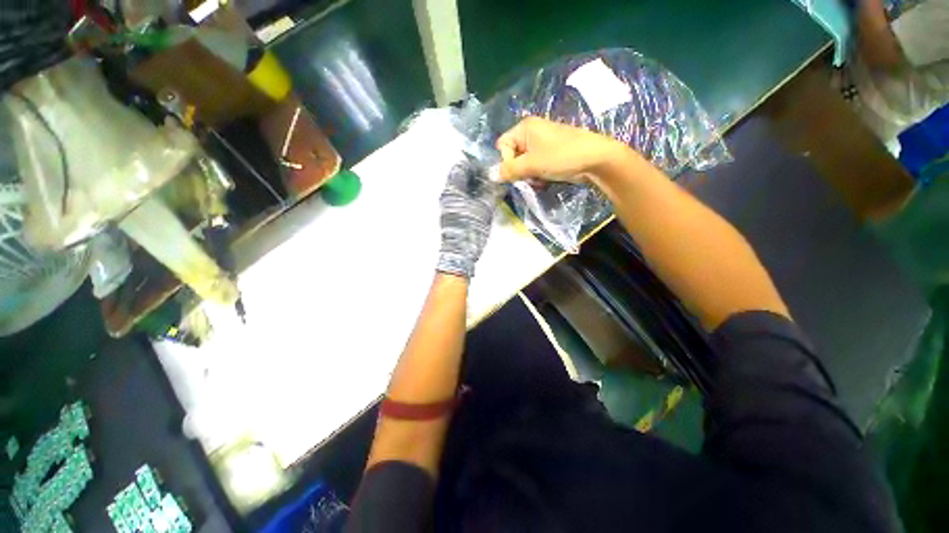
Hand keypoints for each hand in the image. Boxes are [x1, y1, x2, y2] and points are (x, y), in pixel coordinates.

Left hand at [436, 157, 502, 278]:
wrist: (460, 252)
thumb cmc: (471, 228)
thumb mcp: (484, 207)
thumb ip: (492, 191)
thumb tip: (499, 179)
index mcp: (452, 190)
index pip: (461, 167)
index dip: (475, 164)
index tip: (490, 166)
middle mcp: (448, 194)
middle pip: (462, 177)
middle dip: (478, 175)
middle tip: (494, 176)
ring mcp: (450, 205)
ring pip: (464, 188)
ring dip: (477, 185)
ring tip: (493, 186)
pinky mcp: (455, 213)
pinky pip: (464, 198)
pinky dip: (474, 195)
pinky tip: (486, 197)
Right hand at [495, 117, 628, 182]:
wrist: (595, 160)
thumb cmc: (561, 156)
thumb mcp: (531, 164)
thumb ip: (509, 170)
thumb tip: (490, 176)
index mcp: (525, 127)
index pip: (503, 146)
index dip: (507, 161)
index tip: (517, 171)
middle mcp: (531, 133)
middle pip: (512, 156)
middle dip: (518, 170)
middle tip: (529, 176)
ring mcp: (542, 145)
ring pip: (523, 165)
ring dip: (528, 176)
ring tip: (539, 179)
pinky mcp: (550, 156)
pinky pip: (534, 167)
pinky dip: (537, 176)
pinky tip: (545, 180)